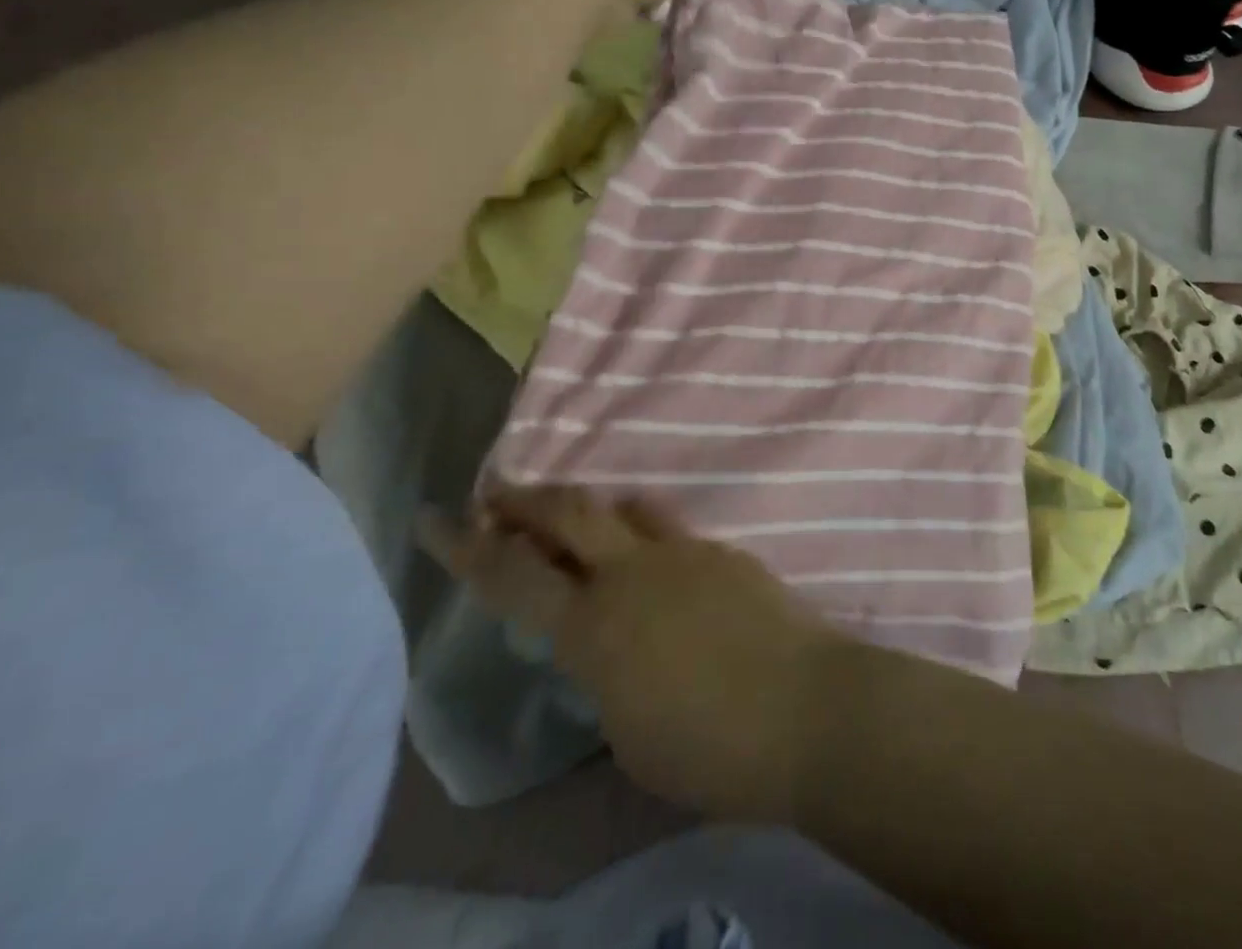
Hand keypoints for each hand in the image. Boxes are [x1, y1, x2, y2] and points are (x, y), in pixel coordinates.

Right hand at [418, 485, 838, 823]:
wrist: (807, 708)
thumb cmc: (709, 748)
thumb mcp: (627, 731)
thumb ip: (604, 672)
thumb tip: (604, 643)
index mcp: (594, 627)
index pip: (512, 578)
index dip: (465, 547)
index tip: (434, 518)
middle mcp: (634, 572)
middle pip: (570, 511)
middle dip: (526, 498)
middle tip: (498, 492)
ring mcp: (686, 552)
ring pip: (626, 507)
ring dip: (592, 509)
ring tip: (578, 521)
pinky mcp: (726, 551)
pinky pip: (673, 533)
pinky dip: (648, 539)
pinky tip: (660, 570)